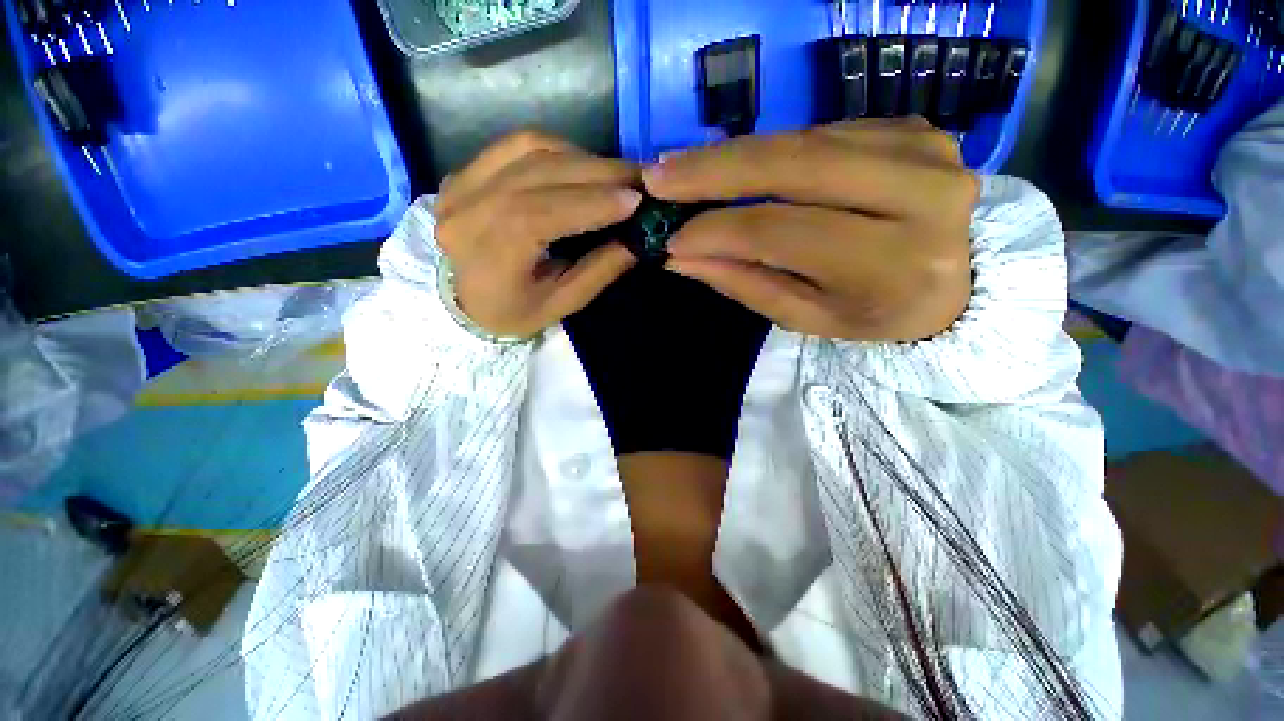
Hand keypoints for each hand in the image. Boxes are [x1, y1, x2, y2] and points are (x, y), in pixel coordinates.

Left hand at [435, 131, 643, 337]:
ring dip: (581, 157)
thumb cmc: (513, 312)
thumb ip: (599, 271)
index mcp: (488, 256)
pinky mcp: (465, 170)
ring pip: (529, 150)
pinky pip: (516, 145)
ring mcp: (460, 184)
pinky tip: (582, 165)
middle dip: (598, 172)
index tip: (635, 200)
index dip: (590, 203)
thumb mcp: (561, 304)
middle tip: (640, 178)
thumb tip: (638, 239)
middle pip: (537, 174)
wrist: (461, 301)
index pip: (539, 215)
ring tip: (616, 174)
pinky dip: (557, 150)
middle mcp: (466, 210)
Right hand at [643, 119, 977, 341]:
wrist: (960, 283)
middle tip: (659, 177)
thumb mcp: (807, 316)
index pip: (783, 232)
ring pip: (803, 140)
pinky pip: (823, 132)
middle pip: (796, 166)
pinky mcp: (915, 127)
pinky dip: (771, 147)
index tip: (670, 237)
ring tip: (682, 167)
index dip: (719, 230)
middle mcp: (921, 194)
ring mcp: (924, 149)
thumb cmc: (875, 314)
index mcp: (893, 263)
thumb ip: (745, 282)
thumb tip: (680, 256)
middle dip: (715, 170)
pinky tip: (735, 163)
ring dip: (734, 154)